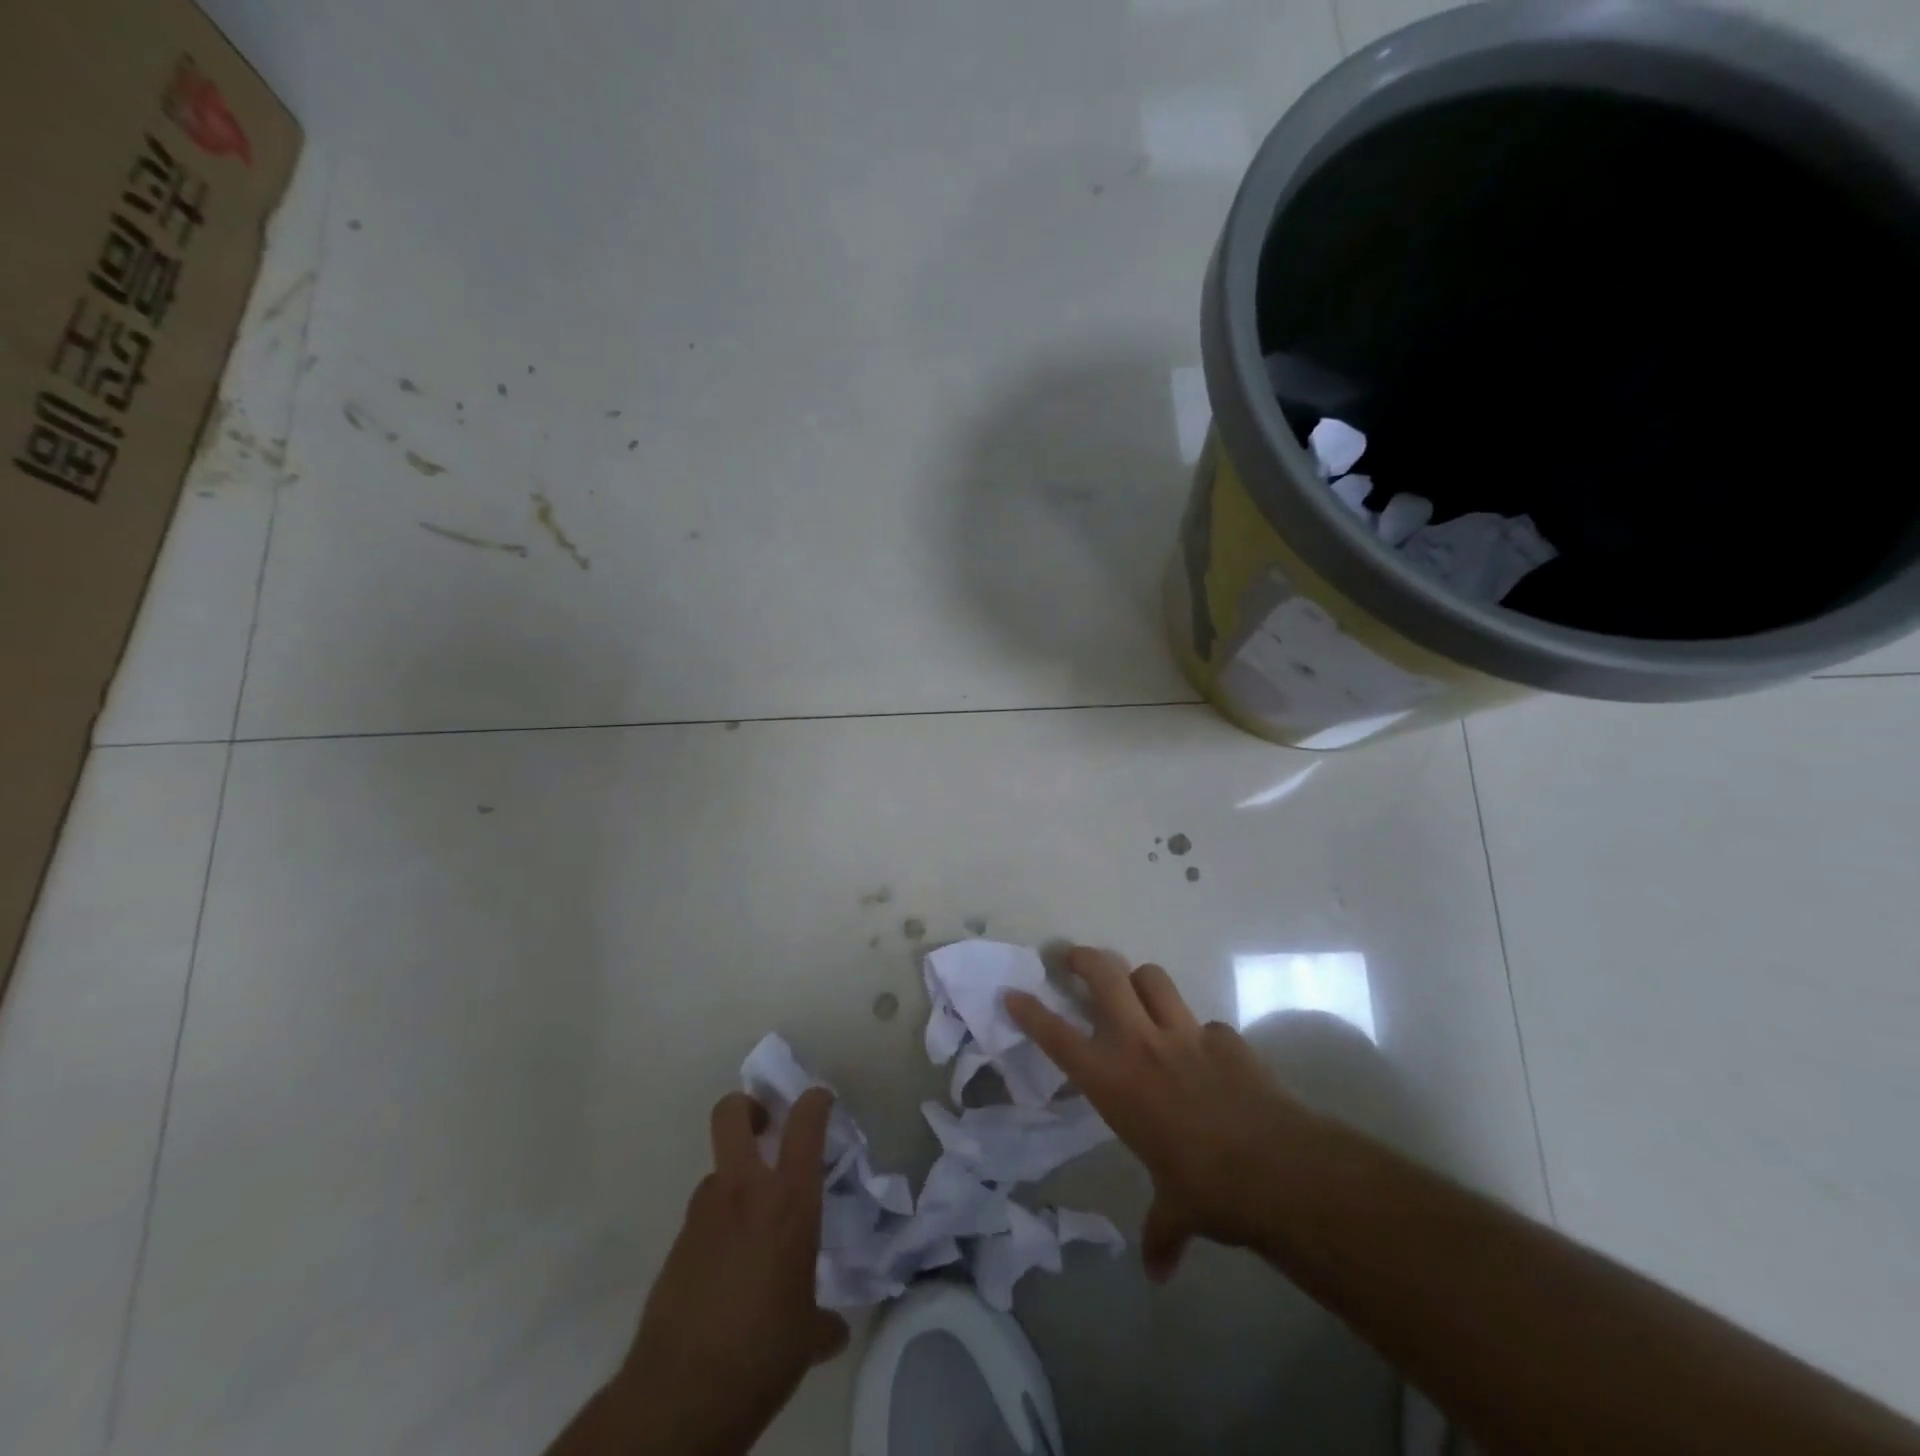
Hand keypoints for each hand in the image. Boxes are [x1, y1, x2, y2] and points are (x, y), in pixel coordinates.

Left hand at [616, 1088, 848, 1454]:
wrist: (678, 1397)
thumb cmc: (762, 1352)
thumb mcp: (807, 1336)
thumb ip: (823, 1321)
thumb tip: (833, 1331)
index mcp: (788, 1200)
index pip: (804, 1124)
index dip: (814, 1101)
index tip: (821, 1100)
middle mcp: (744, 1192)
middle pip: (731, 1114)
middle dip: (747, 1107)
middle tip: (765, 1126)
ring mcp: (703, 1215)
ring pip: (717, 1173)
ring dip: (734, 1184)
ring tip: (751, 1227)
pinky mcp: (675, 1246)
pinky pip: (703, 1219)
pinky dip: (717, 1230)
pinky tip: (728, 1273)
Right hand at [1005, 946, 1314, 1281]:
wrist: (1278, 1168)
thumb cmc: (1208, 1189)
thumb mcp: (1176, 1211)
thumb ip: (1161, 1233)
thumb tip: (1159, 1274)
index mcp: (1114, 1081)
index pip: (1058, 1036)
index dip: (1031, 1011)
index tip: (1012, 992)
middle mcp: (1142, 1044)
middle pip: (1105, 975)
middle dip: (1084, 958)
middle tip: (1073, 958)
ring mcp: (1186, 1033)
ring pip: (1152, 977)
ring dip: (1138, 978)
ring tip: (1135, 990)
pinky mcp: (1226, 1037)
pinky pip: (1204, 1022)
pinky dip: (1198, 1033)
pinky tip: (1207, 1056)